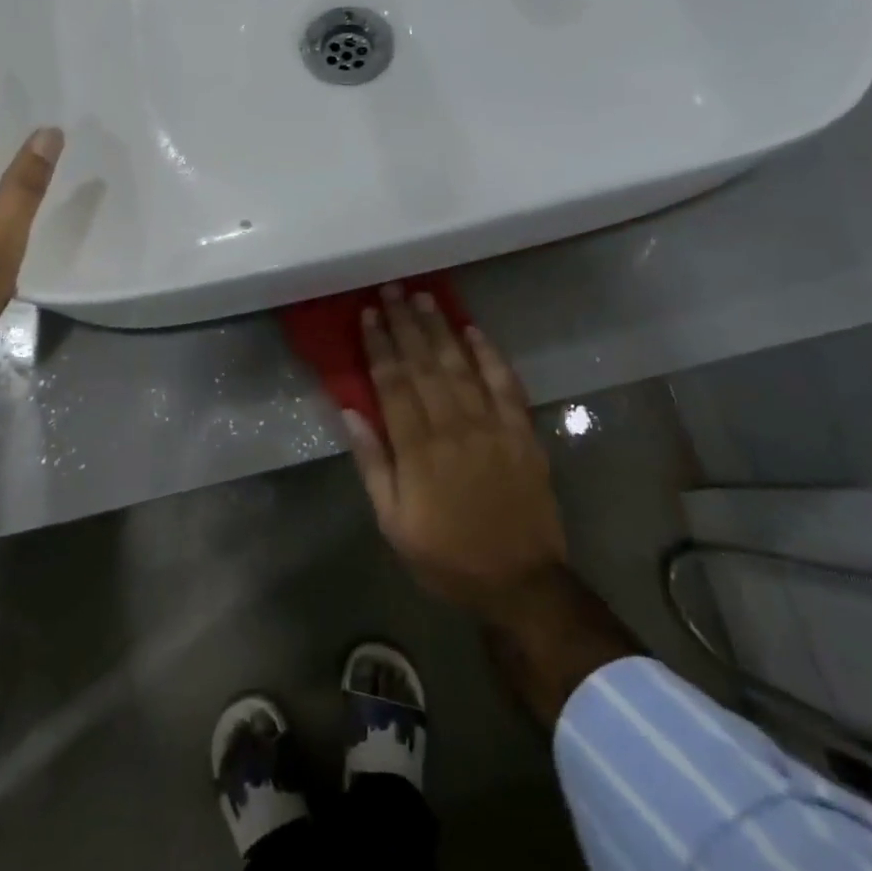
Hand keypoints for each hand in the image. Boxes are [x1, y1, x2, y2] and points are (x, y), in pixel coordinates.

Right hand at [344, 285, 569, 621]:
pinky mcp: (521, 432)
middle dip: (406, 324)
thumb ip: (373, 464)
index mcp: (417, 448)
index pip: (393, 383)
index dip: (380, 345)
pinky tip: (475, 330)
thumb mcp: (393, 522)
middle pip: (424, 365)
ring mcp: (491, 426)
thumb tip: (350, 412)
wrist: (520, 581)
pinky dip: (491, 355)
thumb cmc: (446, 556)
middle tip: (393, 289)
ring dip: (441, 329)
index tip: (368, 314)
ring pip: (460, 366)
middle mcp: (453, 426)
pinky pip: (505, 385)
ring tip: (425, 298)